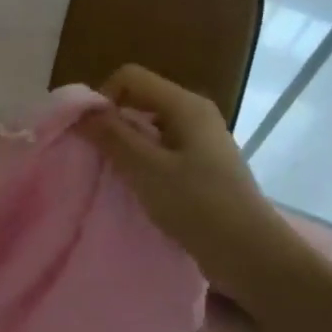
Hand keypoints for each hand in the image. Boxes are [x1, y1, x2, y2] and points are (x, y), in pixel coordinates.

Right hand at [79, 64, 276, 282]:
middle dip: (112, 122)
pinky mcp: (203, 165)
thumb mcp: (146, 169)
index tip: (89, 134)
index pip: (130, 77)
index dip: (103, 98)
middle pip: (140, 98)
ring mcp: (201, 140)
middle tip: (97, 157)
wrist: (250, 255)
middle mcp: (195, 113)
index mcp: (185, 105)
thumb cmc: (197, 206)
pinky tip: (138, 187)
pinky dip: (143, 161)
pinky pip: (162, 148)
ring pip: (149, 126)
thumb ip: (112, 136)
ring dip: (126, 144)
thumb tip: (81, 112)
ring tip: (115, 175)